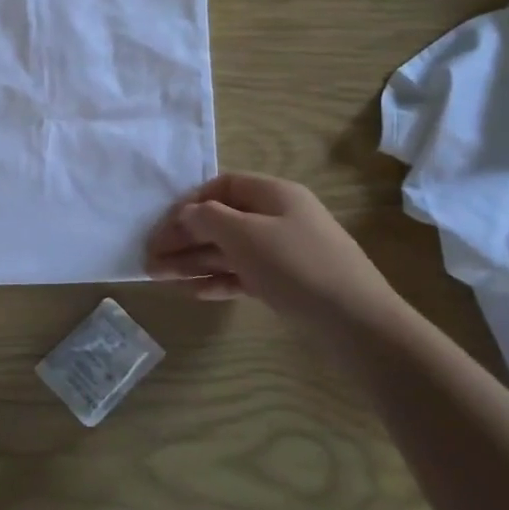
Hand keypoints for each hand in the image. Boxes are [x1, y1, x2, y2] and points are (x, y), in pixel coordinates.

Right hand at [146, 172, 397, 320]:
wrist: (358, 324)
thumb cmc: (297, 266)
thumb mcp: (247, 235)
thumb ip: (209, 218)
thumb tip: (186, 213)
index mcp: (274, 194)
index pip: (222, 186)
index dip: (189, 202)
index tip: (163, 226)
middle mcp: (278, 218)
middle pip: (221, 220)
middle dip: (184, 238)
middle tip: (150, 258)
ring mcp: (283, 252)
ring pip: (229, 250)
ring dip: (193, 261)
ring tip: (158, 277)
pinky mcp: (286, 284)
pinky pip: (243, 274)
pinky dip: (217, 280)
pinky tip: (193, 292)